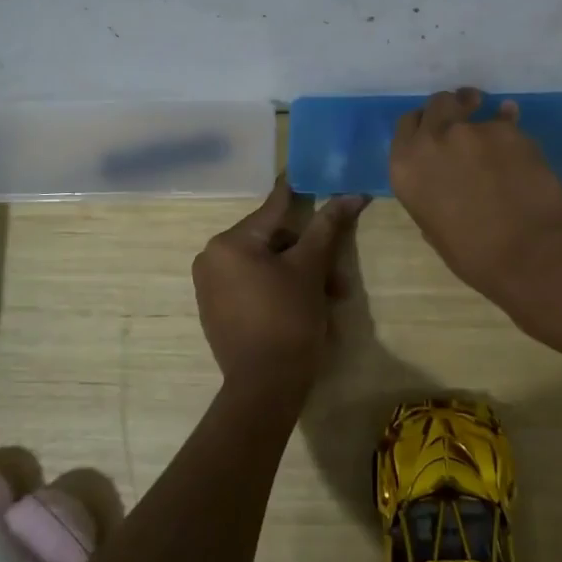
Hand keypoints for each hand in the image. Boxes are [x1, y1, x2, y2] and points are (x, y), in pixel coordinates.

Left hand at [192, 177, 367, 392]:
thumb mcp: (311, 268)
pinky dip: (281, 289)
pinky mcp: (217, 311)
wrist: (265, 388)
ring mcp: (211, 287)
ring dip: (301, 275)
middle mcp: (212, 259)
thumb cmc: (288, 319)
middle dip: (309, 255)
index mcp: (229, 242)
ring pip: (267, 265)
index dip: (299, 192)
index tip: (310, 174)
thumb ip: (327, 226)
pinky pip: (254, 285)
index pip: (273, 208)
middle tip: (338, 276)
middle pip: (273, 241)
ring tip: (331, 298)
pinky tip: (307, 306)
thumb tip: (351, 194)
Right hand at [388, 88, 561, 309]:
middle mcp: (431, 140)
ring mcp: (469, 131)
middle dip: (449, 107)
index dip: (423, 124)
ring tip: (493, 120)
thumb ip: (430, 196)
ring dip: (478, 111)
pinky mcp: (506, 130)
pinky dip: (509, 127)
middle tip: (463, 114)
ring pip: (470, 105)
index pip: (407, 125)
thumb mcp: (434, 228)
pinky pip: (505, 119)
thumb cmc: (474, 256)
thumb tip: (442, 188)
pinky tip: (519, 143)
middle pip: (436, 104)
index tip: (435, 129)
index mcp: (405, 168)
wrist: (527, 253)